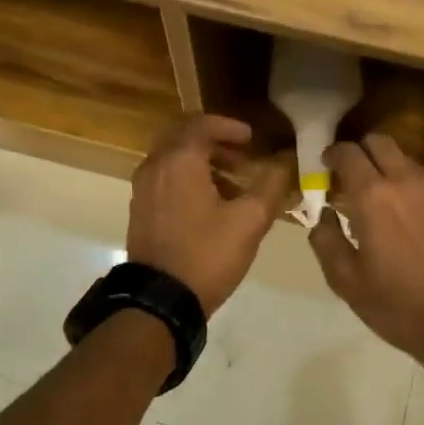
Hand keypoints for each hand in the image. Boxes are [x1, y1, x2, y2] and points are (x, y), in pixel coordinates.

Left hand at [127, 115, 286, 314]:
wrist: (161, 300)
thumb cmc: (207, 254)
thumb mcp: (249, 222)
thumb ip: (270, 187)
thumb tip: (283, 166)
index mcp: (179, 161)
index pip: (202, 124)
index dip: (230, 126)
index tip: (252, 139)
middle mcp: (155, 167)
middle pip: (183, 137)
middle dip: (214, 142)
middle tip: (242, 156)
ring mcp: (142, 189)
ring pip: (173, 160)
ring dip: (202, 162)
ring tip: (232, 183)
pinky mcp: (140, 210)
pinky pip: (164, 179)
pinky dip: (187, 179)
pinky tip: (210, 204)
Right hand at [308, 133, 423, 361]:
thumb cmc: (398, 306)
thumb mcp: (346, 282)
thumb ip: (326, 241)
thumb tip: (321, 218)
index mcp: (373, 197)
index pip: (348, 153)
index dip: (333, 154)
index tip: (326, 166)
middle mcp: (407, 183)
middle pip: (381, 143)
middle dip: (362, 151)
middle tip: (352, 177)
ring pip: (409, 164)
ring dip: (390, 173)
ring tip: (384, 205)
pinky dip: (416, 197)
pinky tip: (417, 229)